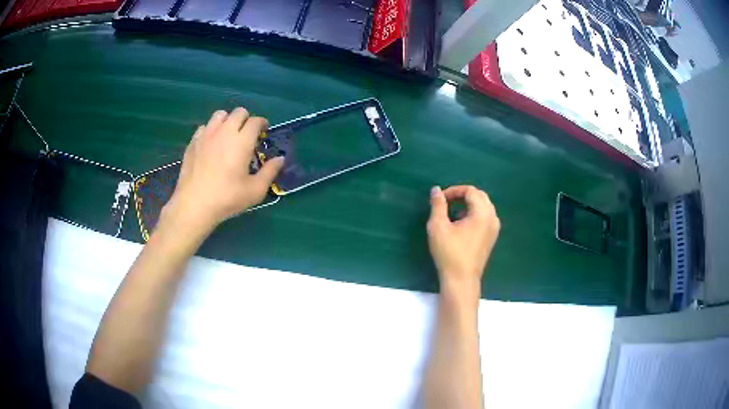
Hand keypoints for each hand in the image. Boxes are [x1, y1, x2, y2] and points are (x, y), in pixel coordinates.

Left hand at [163, 108, 283, 234]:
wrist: (194, 204)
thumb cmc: (227, 198)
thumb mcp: (255, 190)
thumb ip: (270, 172)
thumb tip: (280, 159)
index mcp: (242, 141)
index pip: (256, 121)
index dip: (262, 123)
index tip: (264, 132)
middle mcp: (225, 131)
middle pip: (238, 112)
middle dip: (246, 119)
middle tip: (247, 134)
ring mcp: (207, 135)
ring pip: (220, 114)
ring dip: (228, 120)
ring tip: (228, 135)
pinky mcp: (193, 142)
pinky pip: (204, 127)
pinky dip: (211, 130)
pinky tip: (211, 144)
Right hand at [427, 185, 499, 296]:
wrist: (461, 280)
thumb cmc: (449, 252)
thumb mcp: (438, 226)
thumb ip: (438, 205)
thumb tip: (436, 190)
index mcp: (482, 213)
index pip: (470, 191)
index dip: (454, 191)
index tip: (440, 199)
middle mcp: (492, 218)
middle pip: (480, 196)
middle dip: (463, 195)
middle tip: (447, 202)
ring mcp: (494, 229)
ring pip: (484, 207)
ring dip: (469, 205)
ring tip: (452, 213)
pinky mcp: (492, 238)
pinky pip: (485, 217)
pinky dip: (474, 214)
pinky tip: (461, 225)